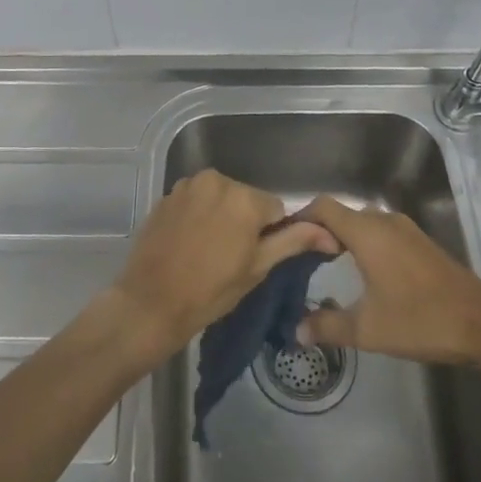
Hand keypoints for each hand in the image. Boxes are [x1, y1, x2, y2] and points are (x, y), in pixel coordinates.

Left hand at [109, 170, 338, 360]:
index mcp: (244, 197)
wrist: (150, 302)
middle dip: (245, 221)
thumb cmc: (210, 291)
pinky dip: (198, 214)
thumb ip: (293, 241)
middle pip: (246, 198)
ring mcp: (188, 185)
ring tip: (208, 250)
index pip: (275, 208)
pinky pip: (196, 199)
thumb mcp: (257, 268)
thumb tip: (329, 233)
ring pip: (220, 197)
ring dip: (221, 215)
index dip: (269, 233)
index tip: (252, 257)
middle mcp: (217, 179)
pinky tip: (189, 242)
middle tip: (230, 257)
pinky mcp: (168, 194)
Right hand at [294, 196, 480, 365]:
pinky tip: (363, 273)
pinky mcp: (420, 243)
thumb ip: (327, 326)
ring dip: (344, 238)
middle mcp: (385, 221)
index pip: (323, 207)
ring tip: (326, 266)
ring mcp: (406, 230)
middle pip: (342, 214)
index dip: (300, 217)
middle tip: (300, 258)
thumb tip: (295, 331)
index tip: (285, 239)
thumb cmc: (420, 321)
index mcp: (367, 232)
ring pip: (363, 223)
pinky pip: (381, 233)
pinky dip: (364, 244)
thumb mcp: (368, 329)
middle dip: (319, 231)